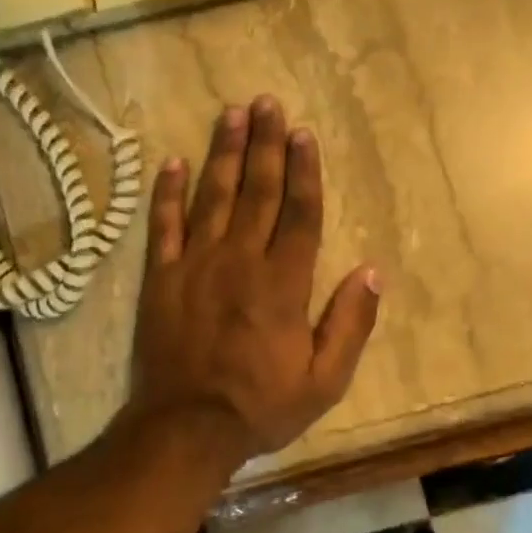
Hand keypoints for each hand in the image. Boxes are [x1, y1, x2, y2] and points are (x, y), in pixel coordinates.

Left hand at [127, 96, 380, 485]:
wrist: (186, 429)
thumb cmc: (261, 406)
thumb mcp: (325, 381)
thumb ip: (350, 324)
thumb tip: (371, 272)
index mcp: (283, 283)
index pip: (300, 214)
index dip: (304, 171)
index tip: (304, 133)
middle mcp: (240, 261)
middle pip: (257, 192)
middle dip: (264, 145)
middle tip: (267, 103)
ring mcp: (195, 265)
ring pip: (212, 197)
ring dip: (222, 153)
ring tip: (230, 113)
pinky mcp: (160, 279)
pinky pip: (162, 226)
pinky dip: (166, 194)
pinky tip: (172, 162)